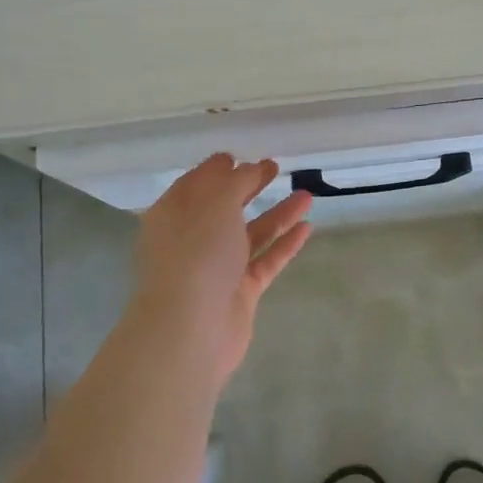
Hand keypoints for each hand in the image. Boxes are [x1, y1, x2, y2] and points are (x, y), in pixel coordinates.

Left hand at [133, 155, 312, 381]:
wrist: (192, 326)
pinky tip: (307, 228)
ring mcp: (217, 268)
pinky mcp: (239, 291)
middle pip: (224, 207)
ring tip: (308, 195)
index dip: (217, 169)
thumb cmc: (197, 253)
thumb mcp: (216, 202)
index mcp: (174, 215)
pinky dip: (284, 243)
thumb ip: (236, 181)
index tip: (239, 155)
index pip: (195, 184)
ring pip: (251, 234)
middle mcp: (192, 239)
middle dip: (249, 187)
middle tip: (275, 168)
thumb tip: (247, 168)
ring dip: (278, 214)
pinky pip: (265, 260)